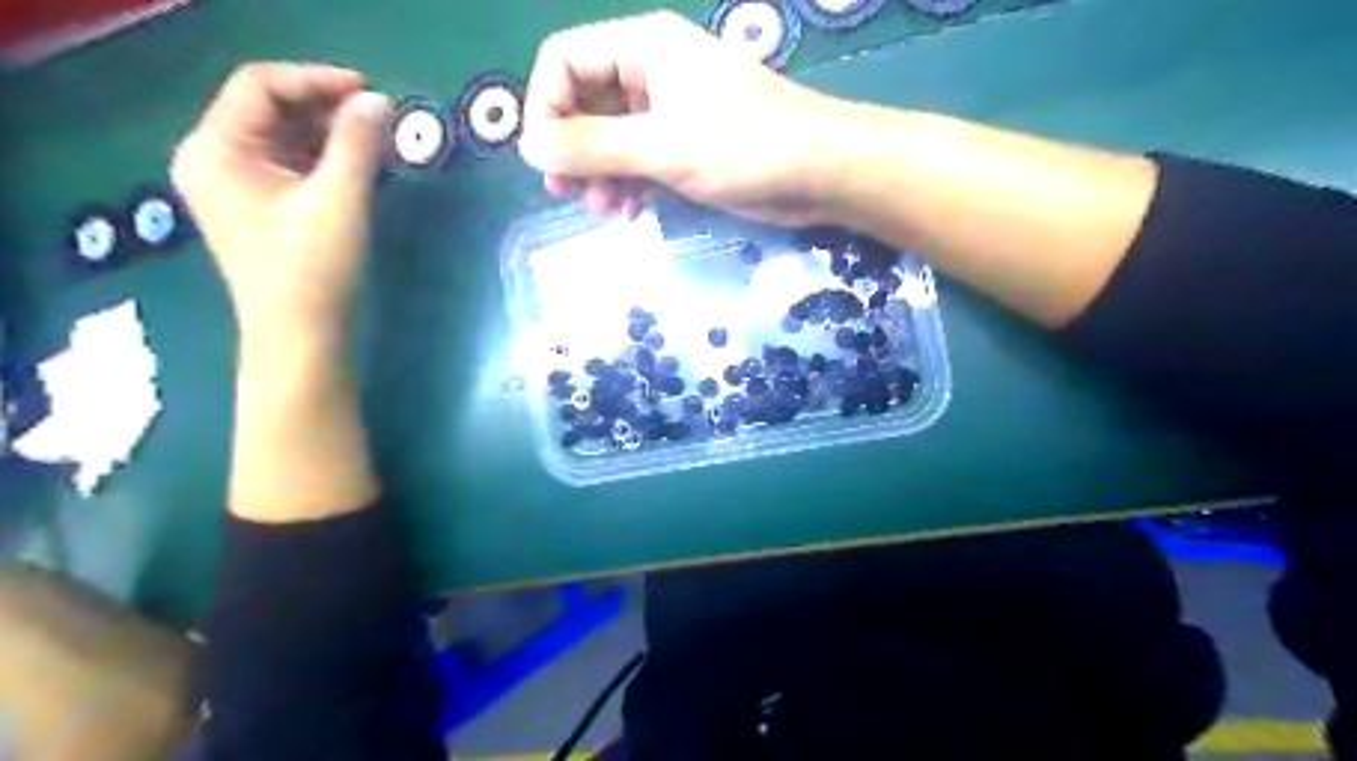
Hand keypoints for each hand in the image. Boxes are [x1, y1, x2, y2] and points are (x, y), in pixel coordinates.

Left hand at [170, 63, 393, 335]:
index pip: (260, 86)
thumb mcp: (339, 201)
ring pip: (284, 137)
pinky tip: (360, 165)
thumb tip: (379, 102)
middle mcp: (216, 159)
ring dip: (330, 132)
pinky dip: (326, 158)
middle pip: (270, 109)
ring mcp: (237, 186)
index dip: (315, 80)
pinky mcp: (261, 208)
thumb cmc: (313, 269)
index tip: (370, 91)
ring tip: (377, 140)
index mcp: (216, 149)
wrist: (301, 337)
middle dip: (325, 107)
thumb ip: (358, 144)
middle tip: (379, 117)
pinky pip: (292, 165)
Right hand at [519, 8, 857, 226]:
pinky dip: (628, 184)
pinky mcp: (687, 147)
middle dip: (572, 148)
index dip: (545, 106)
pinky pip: (639, 160)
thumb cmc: (746, 146)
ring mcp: (670, 112)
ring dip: (599, 173)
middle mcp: (651, 72)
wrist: (821, 173)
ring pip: (611, 137)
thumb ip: (594, 146)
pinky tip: (629, 212)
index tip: (546, 158)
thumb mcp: (664, 146)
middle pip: (585, 101)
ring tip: (604, 210)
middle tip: (566, 192)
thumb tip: (529, 146)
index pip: (564, 60)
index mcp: (643, 48)